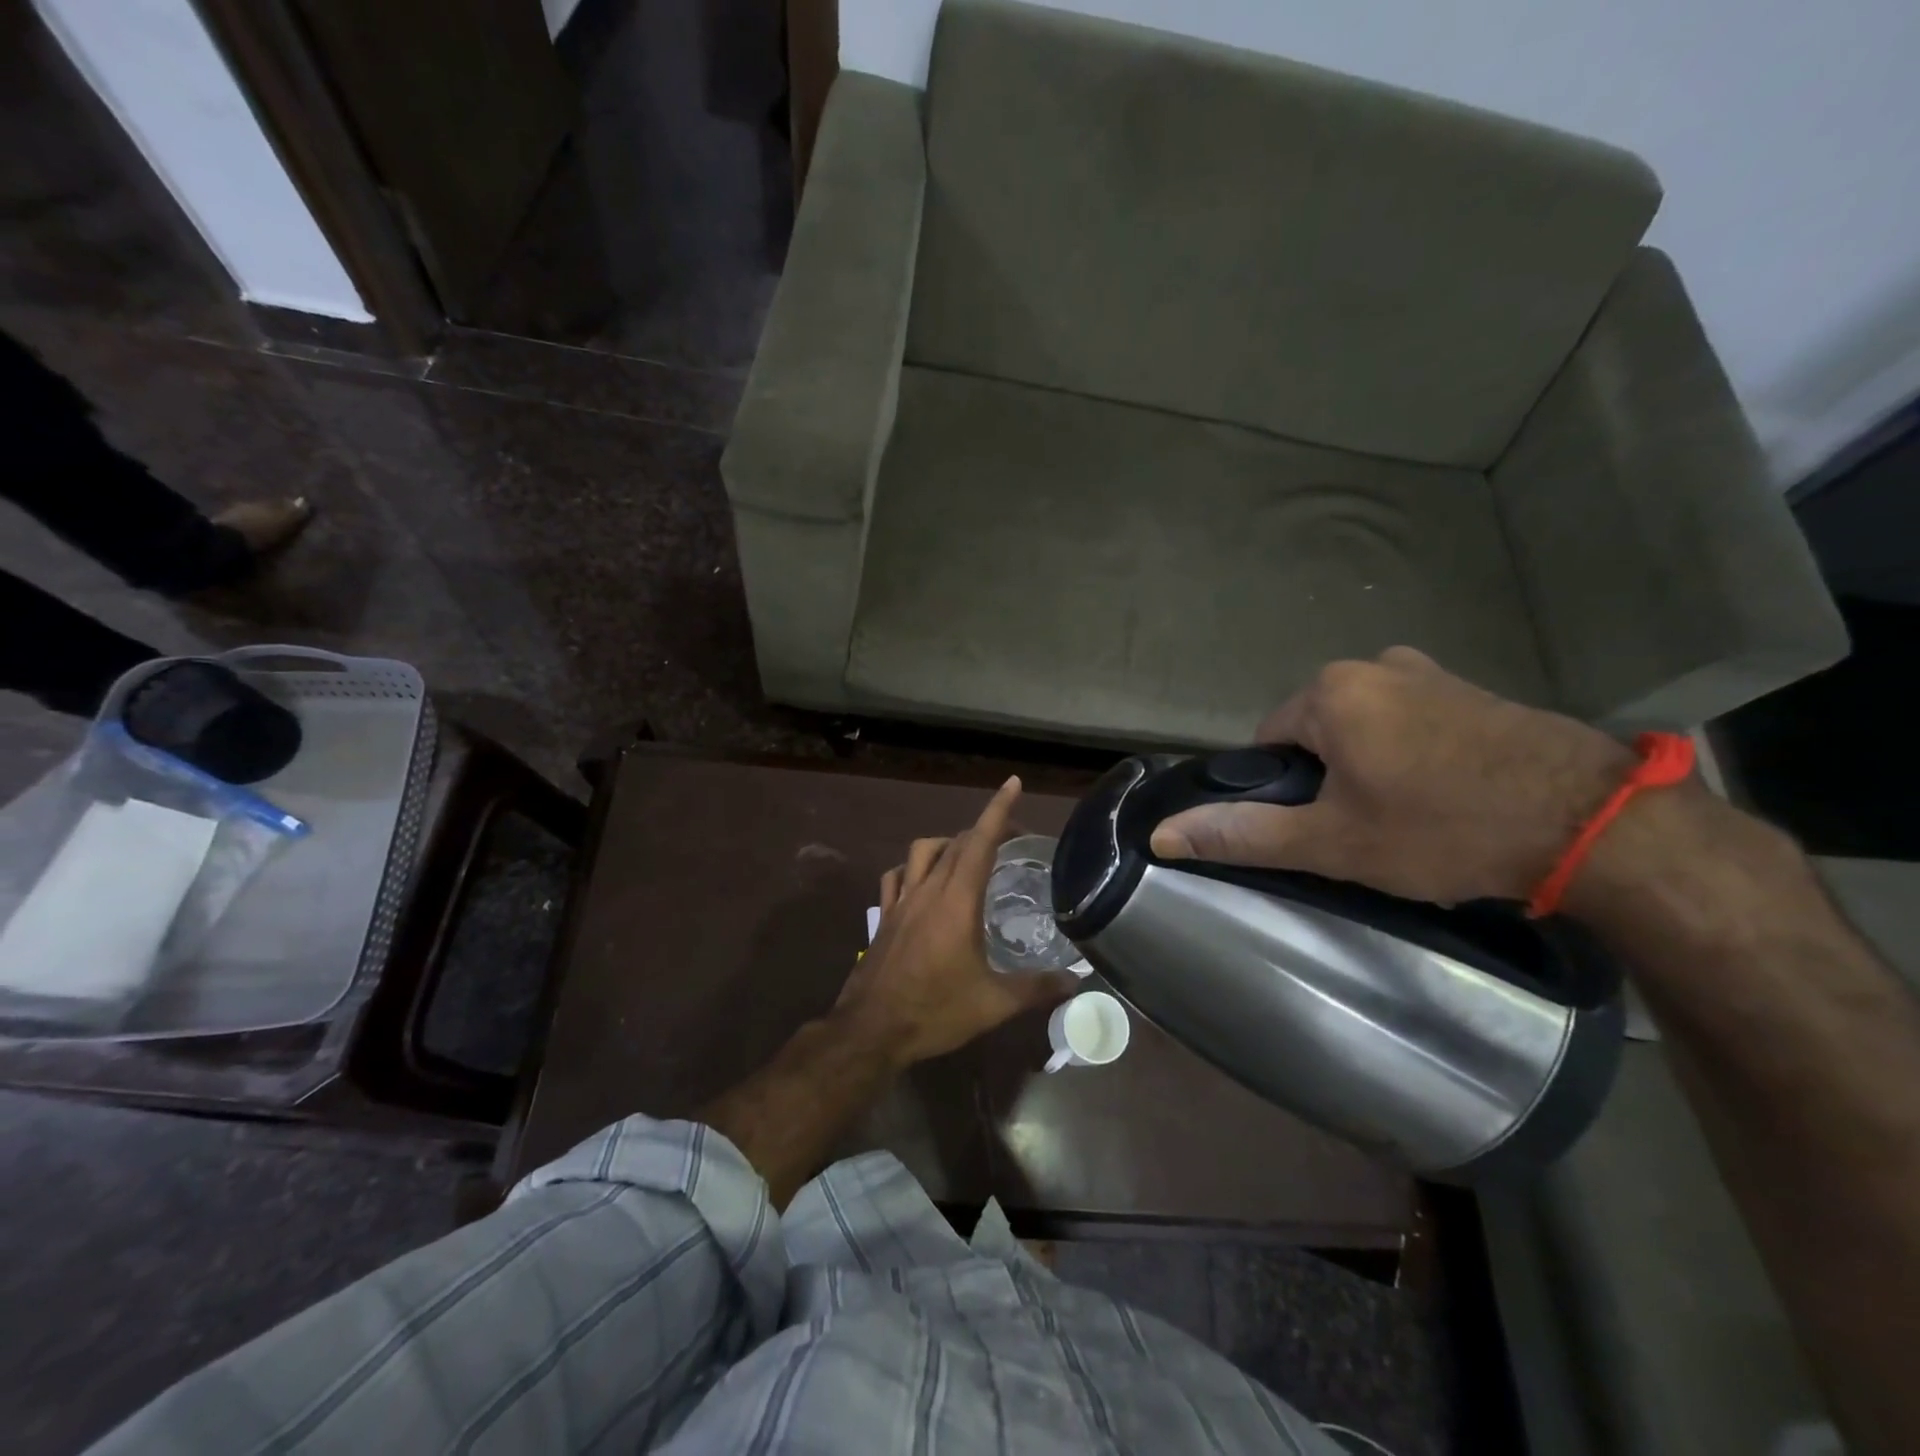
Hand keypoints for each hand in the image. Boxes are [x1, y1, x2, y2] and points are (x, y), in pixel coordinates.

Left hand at [836, 777, 1076, 1067]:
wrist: (871, 1030)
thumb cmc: (935, 1011)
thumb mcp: (993, 1004)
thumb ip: (1037, 988)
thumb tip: (1076, 981)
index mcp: (957, 901)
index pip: (980, 842)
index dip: (998, 810)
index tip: (1013, 783)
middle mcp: (928, 890)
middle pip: (955, 843)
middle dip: (984, 830)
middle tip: (1011, 840)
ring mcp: (900, 902)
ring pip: (922, 851)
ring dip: (947, 843)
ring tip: (967, 856)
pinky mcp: (883, 917)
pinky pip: (896, 876)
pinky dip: (913, 867)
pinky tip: (922, 881)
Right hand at [1151, 647, 1643, 904]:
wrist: (1595, 823)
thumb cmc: (1442, 828)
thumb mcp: (1332, 841)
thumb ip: (1243, 834)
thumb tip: (1161, 835)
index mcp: (1329, 692)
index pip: (1266, 741)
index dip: (1283, 790)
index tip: (1318, 828)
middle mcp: (1373, 664)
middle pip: (1316, 730)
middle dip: (1327, 776)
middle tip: (1364, 830)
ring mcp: (1429, 671)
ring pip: (1365, 726)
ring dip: (1369, 764)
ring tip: (1408, 816)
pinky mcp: (1473, 688)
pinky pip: (1411, 719)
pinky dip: (1411, 752)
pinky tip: (1445, 794)